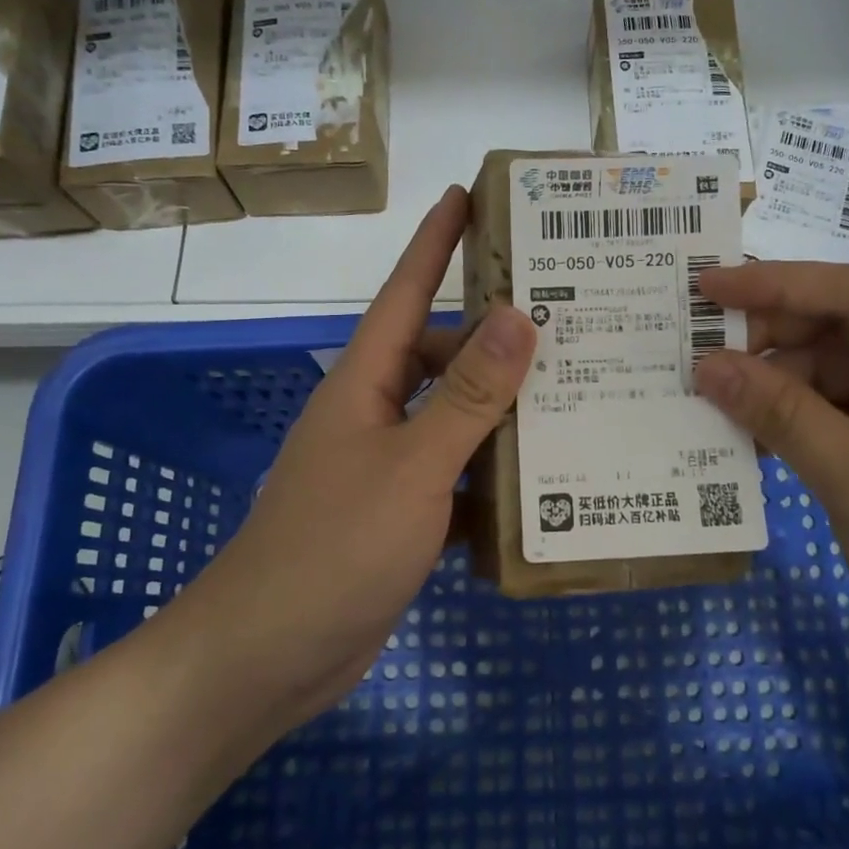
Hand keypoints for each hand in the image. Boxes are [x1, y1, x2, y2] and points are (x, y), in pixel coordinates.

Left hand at [181, 187, 535, 732]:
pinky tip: (549, 482)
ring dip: (505, 411)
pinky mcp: (402, 514)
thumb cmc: (334, 547)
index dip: (434, 242)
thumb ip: (466, 396)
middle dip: (498, 338)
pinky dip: (495, 476)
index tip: (468, 194)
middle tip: (569, 319)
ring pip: (456, 418)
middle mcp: (376, 413)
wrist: (271, 655)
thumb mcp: (411, 466)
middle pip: (443, 356)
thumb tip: (516, 317)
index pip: (404, 292)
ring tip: (577, 394)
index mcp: (366, 383)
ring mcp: (388, 466)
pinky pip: (459, 476)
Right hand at [693, 261, 848, 703]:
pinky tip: (759, 437)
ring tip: (720, 406)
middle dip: (775, 342)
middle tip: (702, 358)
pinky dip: (806, 420)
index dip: (776, 284)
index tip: (706, 286)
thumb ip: (781, 415)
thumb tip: (706, 367)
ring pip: (844, 371)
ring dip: (784, 387)